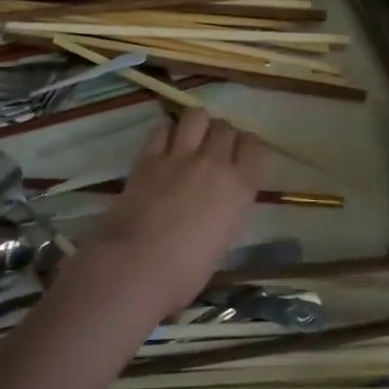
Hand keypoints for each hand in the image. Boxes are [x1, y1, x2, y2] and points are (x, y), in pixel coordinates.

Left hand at [65, 109, 262, 325]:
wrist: (135, 266)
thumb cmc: (184, 273)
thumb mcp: (221, 242)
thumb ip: (225, 211)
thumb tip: (216, 203)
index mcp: (239, 188)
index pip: (253, 146)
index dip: (246, 148)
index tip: (239, 157)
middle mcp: (214, 164)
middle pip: (225, 127)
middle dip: (221, 135)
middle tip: (212, 150)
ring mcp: (180, 156)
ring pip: (196, 116)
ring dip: (196, 125)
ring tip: (190, 140)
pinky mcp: (149, 156)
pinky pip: (162, 128)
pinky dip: (165, 133)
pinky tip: (163, 147)